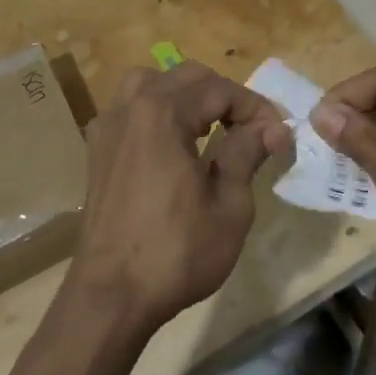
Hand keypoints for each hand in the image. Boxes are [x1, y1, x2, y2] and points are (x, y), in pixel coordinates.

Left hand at [69, 62, 292, 333]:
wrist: (110, 297)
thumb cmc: (175, 252)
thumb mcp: (229, 205)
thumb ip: (247, 153)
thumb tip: (271, 127)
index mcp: (162, 112)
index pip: (219, 89)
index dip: (255, 107)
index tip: (278, 135)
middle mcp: (130, 107)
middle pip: (186, 77)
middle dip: (224, 97)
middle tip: (252, 131)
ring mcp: (107, 127)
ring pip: (152, 84)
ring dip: (187, 97)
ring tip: (210, 128)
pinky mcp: (97, 151)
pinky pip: (130, 110)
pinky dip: (157, 113)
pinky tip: (172, 146)